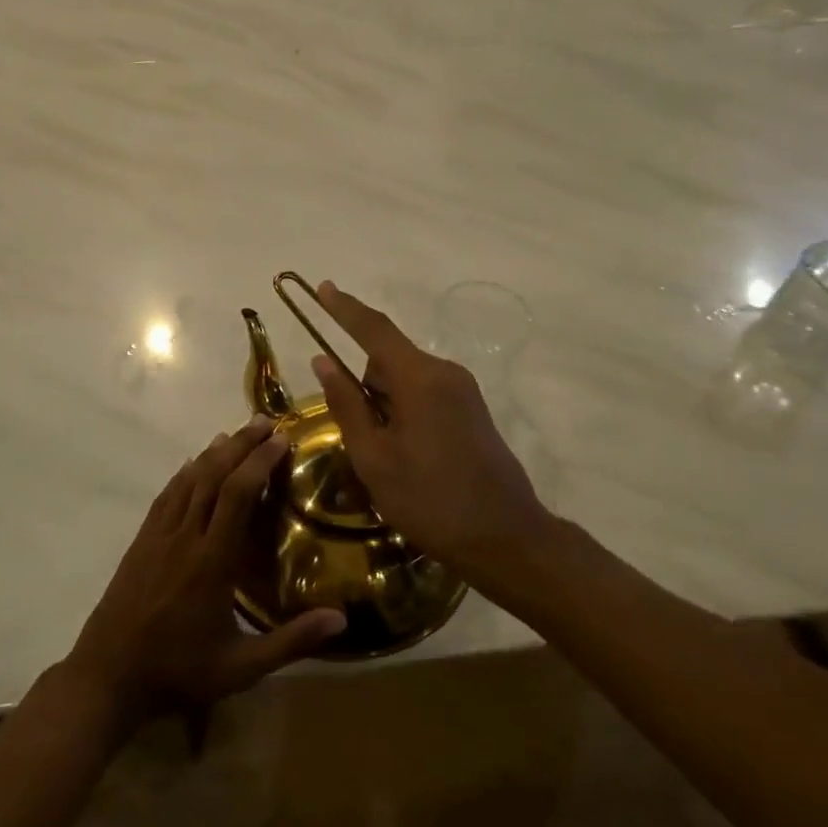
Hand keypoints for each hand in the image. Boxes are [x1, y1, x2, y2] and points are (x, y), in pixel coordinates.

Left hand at [64, 418, 346, 731]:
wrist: (109, 677)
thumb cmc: (180, 671)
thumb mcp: (242, 668)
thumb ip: (292, 642)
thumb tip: (342, 620)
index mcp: (212, 561)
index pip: (237, 496)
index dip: (258, 462)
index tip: (281, 439)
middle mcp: (185, 538)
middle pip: (213, 477)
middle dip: (240, 445)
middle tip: (264, 422)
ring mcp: (158, 537)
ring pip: (188, 481)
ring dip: (213, 453)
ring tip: (235, 434)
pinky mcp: (141, 542)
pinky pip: (166, 496)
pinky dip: (183, 474)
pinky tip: (194, 464)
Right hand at [309, 280, 554, 588]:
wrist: (505, 537)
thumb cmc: (430, 499)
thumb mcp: (374, 457)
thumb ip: (346, 404)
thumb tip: (323, 361)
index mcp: (419, 378)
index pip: (374, 330)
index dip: (345, 308)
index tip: (323, 288)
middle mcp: (444, 372)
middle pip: (387, 361)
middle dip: (364, 388)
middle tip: (362, 442)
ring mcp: (463, 391)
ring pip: (405, 381)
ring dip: (385, 406)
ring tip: (388, 460)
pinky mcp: (472, 410)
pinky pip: (425, 395)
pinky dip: (405, 413)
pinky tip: (410, 458)